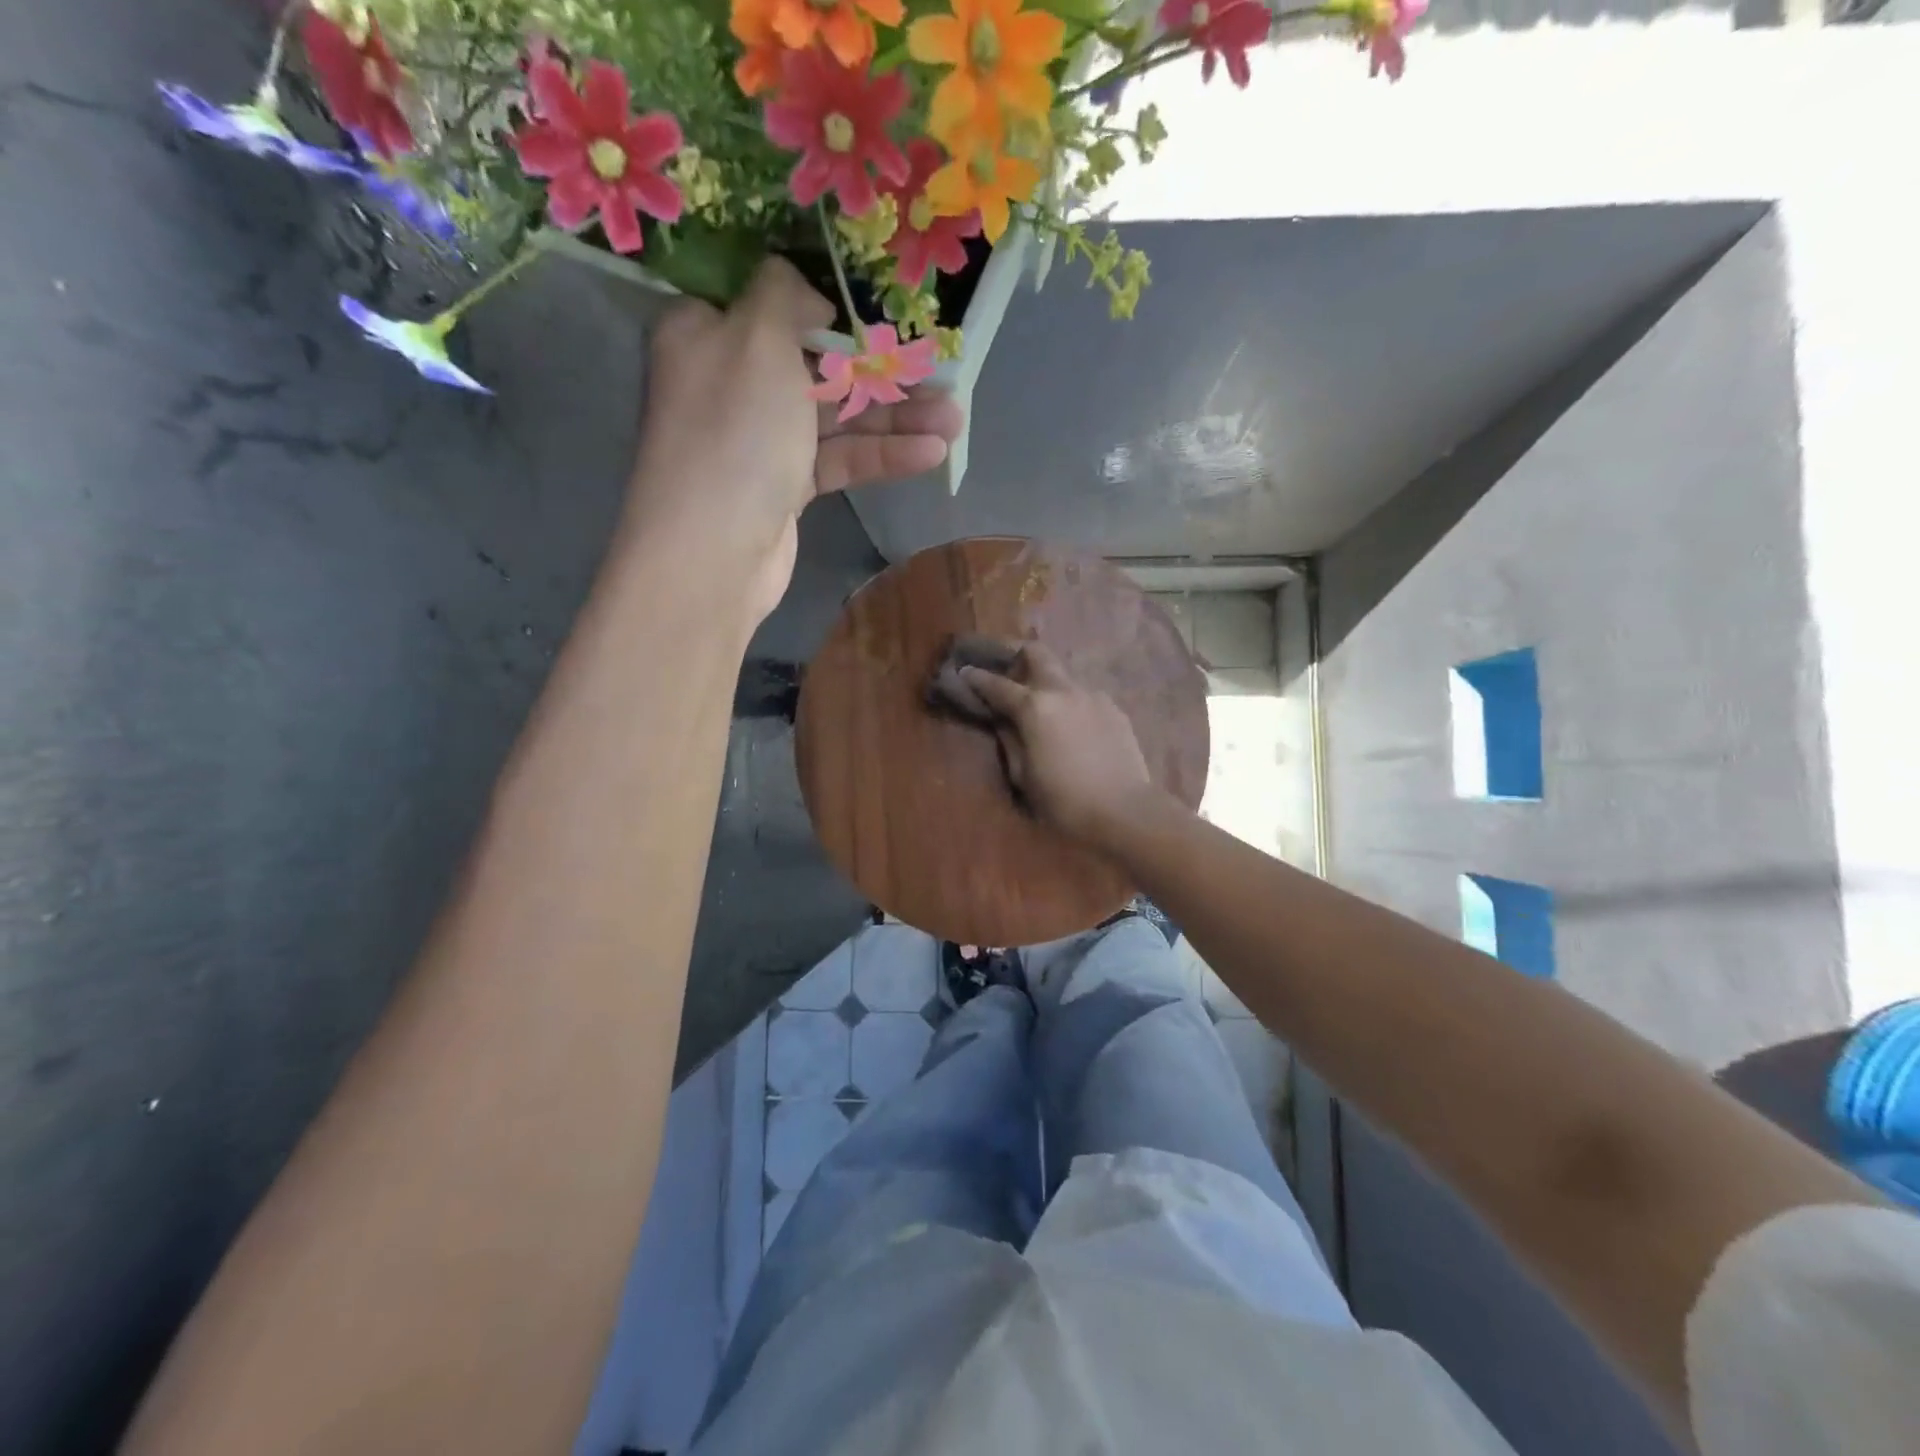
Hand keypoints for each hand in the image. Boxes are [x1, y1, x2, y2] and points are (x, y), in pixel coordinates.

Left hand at [624, 258, 963, 624]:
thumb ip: (787, 295)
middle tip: (940, 373)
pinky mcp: (785, 486)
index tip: (879, 311)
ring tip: (955, 419)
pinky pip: (838, 459)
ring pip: (835, 416)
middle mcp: (731, 381)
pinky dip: (881, 455)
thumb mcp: (758, 337)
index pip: (771, 303)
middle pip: (816, 364)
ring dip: (895, 418)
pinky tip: (931, 453)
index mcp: (707, 332)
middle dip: (881, 370)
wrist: (715, 550)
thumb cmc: (735, 430)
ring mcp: (760, 439)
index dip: (828, 306)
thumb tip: (811, 298)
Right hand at [961, 643, 1161, 846]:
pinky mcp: (1114, 709)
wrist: (1125, 811)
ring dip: (1046, 683)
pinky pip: (1084, 697)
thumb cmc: (1064, 801)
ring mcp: (1093, 696)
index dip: (977, 677)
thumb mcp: (1023, 776)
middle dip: (1016, 655)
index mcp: (1034, 707)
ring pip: (1063, 676)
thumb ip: (1010, 740)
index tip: (964, 672)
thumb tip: (1002, 721)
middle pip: (1037, 654)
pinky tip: (1071, 728)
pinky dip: (1070, 703)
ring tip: (1041, 708)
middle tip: (1005, 671)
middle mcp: (1063, 690)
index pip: (997, 685)